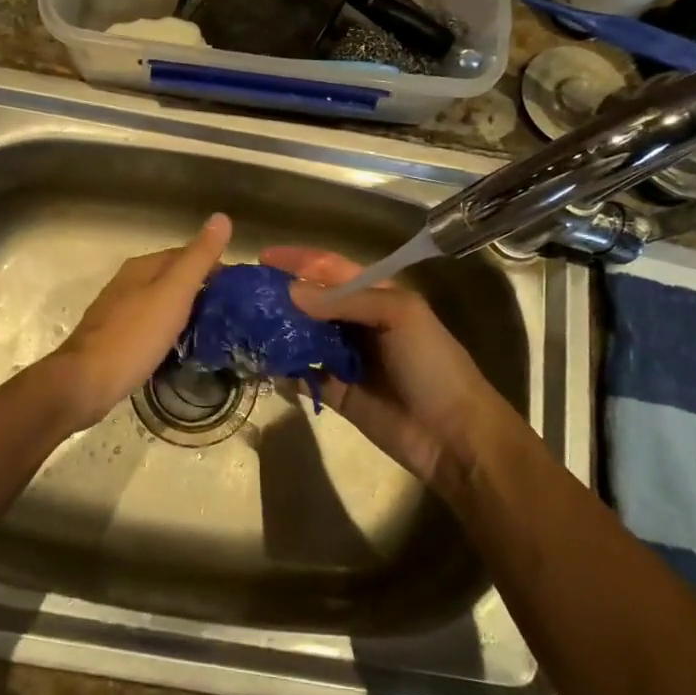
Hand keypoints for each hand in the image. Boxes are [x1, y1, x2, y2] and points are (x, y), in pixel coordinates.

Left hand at [48, 214, 232, 430]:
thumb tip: (221, 217)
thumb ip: (198, 258)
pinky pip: (150, 326)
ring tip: (213, 330)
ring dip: (185, 311)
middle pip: (171, 278)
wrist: (85, 383)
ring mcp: (118, 312)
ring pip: (160, 303)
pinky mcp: (115, 339)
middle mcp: (127, 283)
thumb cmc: (134, 336)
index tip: (238, 288)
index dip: (213, 266)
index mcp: (142, 267)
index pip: (185, 254)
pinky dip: (169, 331)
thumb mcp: (173, 293)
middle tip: (231, 312)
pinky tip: (180, 347)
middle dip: (200, 290)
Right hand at [260, 246, 516, 495]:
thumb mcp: (400, 315)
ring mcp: (344, 357)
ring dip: (276, 329)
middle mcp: (357, 321)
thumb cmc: (432, 364)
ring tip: (241, 324)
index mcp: (377, 295)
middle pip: (311, 301)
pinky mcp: (335, 391)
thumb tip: (290, 293)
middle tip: (241, 294)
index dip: (299, 260)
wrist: (454, 436)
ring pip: (302, 336)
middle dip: (279, 294)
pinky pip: (302, 374)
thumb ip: (346, 300)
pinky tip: (258, 360)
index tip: (262, 258)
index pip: (330, 269)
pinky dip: (281, 367)